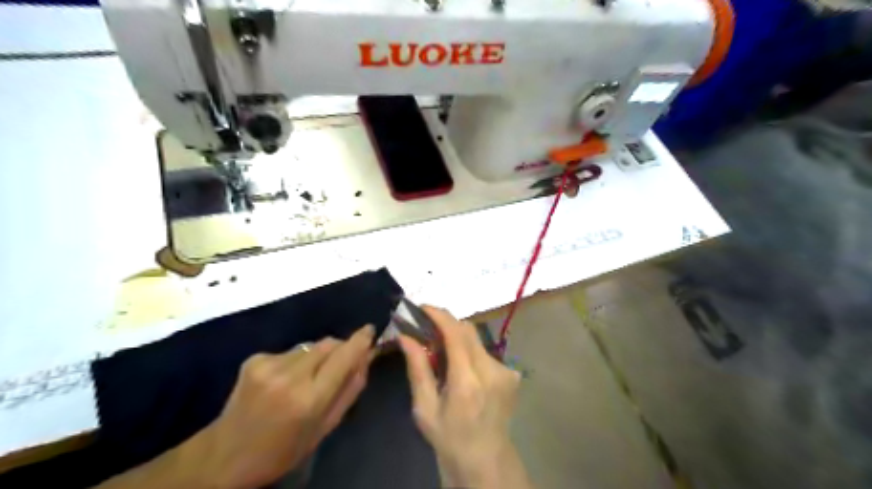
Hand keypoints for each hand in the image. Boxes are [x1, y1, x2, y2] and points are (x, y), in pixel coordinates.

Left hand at [184, 326, 373, 488]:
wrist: (224, 455)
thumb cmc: (282, 450)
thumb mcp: (324, 428)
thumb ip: (349, 390)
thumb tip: (366, 358)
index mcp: (309, 399)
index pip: (344, 357)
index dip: (360, 340)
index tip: (370, 329)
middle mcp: (290, 376)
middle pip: (328, 344)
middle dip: (340, 348)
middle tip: (341, 363)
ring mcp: (269, 364)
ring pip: (310, 346)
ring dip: (316, 357)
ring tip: (307, 379)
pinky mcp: (254, 358)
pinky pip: (290, 351)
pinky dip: (296, 361)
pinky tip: (284, 381)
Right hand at [399, 308, 534, 485]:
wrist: (485, 459)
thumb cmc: (449, 437)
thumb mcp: (425, 407)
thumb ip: (418, 368)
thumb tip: (405, 336)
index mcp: (467, 381)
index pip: (455, 334)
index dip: (439, 315)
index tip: (422, 307)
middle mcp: (491, 370)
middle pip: (468, 329)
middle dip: (446, 323)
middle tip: (426, 328)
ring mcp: (506, 371)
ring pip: (476, 339)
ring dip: (457, 338)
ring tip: (441, 352)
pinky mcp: (512, 374)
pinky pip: (485, 352)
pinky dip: (469, 352)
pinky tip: (461, 368)